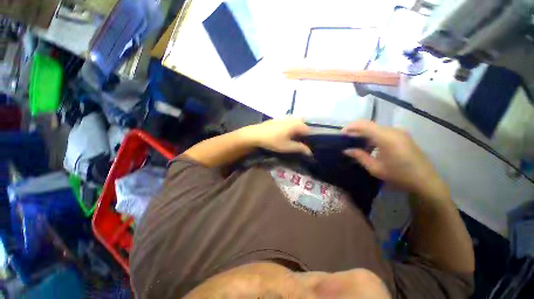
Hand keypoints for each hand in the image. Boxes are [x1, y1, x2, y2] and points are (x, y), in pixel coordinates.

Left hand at [241, 118, 311, 155]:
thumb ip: (300, 148)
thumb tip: (310, 152)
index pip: (309, 131)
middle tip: (301, 144)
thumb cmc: (273, 140)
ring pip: (296, 124)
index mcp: (297, 124)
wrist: (256, 134)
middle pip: (303, 127)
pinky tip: (286, 135)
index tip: (308, 147)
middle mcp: (293, 119)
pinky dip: (291, 129)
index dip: (310, 139)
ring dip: (297, 132)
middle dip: (304, 135)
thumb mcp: (287, 146)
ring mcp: (286, 118)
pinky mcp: (279, 119)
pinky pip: (290, 123)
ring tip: (294, 141)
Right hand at [343, 120, 447, 197]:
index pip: (364, 125)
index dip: (350, 127)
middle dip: (356, 130)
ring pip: (376, 128)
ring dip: (364, 133)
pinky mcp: (402, 136)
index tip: (341, 134)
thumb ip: (359, 156)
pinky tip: (369, 146)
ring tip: (355, 143)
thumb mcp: (375, 168)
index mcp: (386, 137)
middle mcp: (393, 131)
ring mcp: (399, 132)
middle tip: (346, 140)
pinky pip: (383, 132)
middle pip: (369, 125)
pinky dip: (373, 136)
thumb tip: (346, 150)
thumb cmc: (399, 175)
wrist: (425, 181)